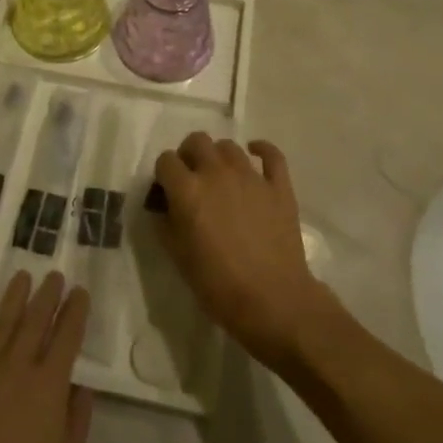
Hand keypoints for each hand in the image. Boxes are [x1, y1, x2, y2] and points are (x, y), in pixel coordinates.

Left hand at [0, 271, 93, 442]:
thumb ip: (76, 423)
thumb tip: (80, 388)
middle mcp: (15, 367)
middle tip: (55, 275)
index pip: (66, 336)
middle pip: (34, 320)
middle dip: (48, 295)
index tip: (80, 292)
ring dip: (14, 298)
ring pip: (1, 322)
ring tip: (23, 277)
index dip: (75, 311)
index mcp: (48, 386)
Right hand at [152, 134, 341, 371]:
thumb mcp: (178, 257)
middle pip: (196, 141)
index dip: (164, 174)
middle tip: (191, 179)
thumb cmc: (218, 284)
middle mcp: (217, 173)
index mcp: (188, 190)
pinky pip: (271, 154)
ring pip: (229, 146)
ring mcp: (251, 176)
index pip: (166, 160)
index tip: (167, 191)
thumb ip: (165, 223)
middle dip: (189, 155)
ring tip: (220, 177)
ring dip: (219, 156)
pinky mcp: (279, 186)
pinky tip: (255, 155)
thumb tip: (164, 206)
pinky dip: (262, 150)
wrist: (273, 301)